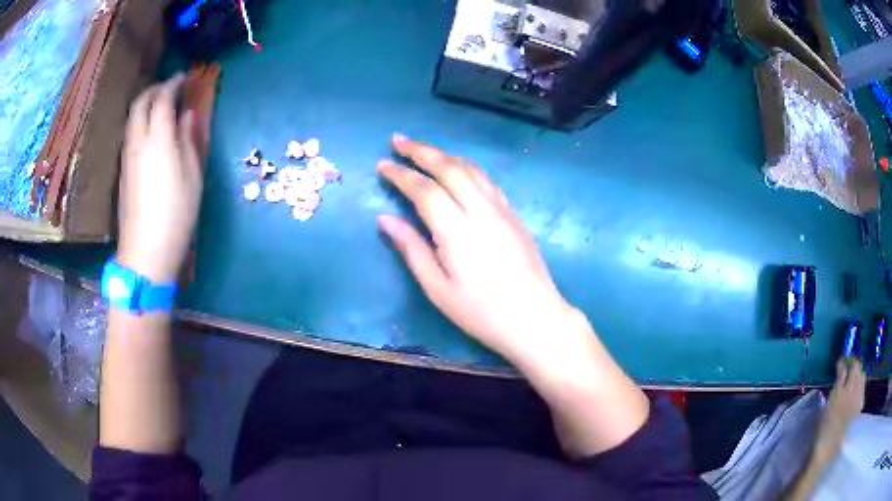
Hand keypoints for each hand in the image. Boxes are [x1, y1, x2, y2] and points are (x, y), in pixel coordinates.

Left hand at [117, 76, 202, 282]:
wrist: (146, 250)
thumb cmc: (176, 213)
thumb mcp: (192, 174)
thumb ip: (188, 138)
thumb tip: (186, 116)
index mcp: (158, 139)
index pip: (162, 98)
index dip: (173, 84)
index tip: (184, 78)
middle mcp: (138, 141)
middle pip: (141, 102)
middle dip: (155, 89)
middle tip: (170, 88)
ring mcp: (127, 155)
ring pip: (132, 117)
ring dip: (145, 104)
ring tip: (160, 106)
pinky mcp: (123, 169)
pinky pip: (130, 133)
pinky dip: (140, 121)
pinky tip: (150, 130)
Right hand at [377, 135, 578, 365]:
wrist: (535, 318)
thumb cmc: (481, 312)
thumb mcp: (438, 288)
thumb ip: (411, 249)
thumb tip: (385, 219)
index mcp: (456, 230)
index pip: (424, 190)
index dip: (400, 174)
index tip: (382, 165)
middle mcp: (480, 210)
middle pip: (449, 168)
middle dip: (421, 151)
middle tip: (398, 140)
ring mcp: (502, 210)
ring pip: (471, 169)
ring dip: (445, 154)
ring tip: (424, 151)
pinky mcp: (515, 215)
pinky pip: (488, 181)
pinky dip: (468, 167)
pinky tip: (460, 170)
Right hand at [812, 357, 864, 465]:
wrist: (826, 454)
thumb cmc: (822, 432)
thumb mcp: (826, 409)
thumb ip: (836, 388)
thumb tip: (841, 371)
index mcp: (842, 391)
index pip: (849, 366)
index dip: (845, 361)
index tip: (840, 362)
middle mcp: (853, 391)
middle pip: (857, 369)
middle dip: (853, 365)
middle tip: (847, 367)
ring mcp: (858, 399)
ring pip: (862, 377)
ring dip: (858, 374)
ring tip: (852, 379)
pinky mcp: (859, 408)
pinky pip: (862, 390)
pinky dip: (860, 386)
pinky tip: (856, 393)